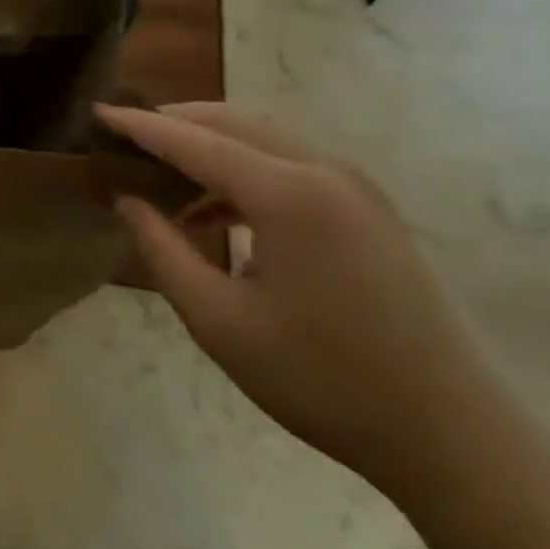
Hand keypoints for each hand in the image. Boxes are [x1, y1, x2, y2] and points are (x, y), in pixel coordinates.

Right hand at [97, 101, 512, 499]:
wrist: (454, 435)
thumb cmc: (322, 380)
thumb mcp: (218, 320)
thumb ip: (162, 249)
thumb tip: (127, 200)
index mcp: (288, 193)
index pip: (193, 141)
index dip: (139, 126)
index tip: (95, 113)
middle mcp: (325, 171)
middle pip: (232, 123)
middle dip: (173, 124)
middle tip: (122, 137)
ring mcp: (356, 189)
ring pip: (264, 140)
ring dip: (208, 147)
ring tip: (159, 174)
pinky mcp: (370, 211)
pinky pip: (292, 168)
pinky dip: (244, 174)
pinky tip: (215, 214)